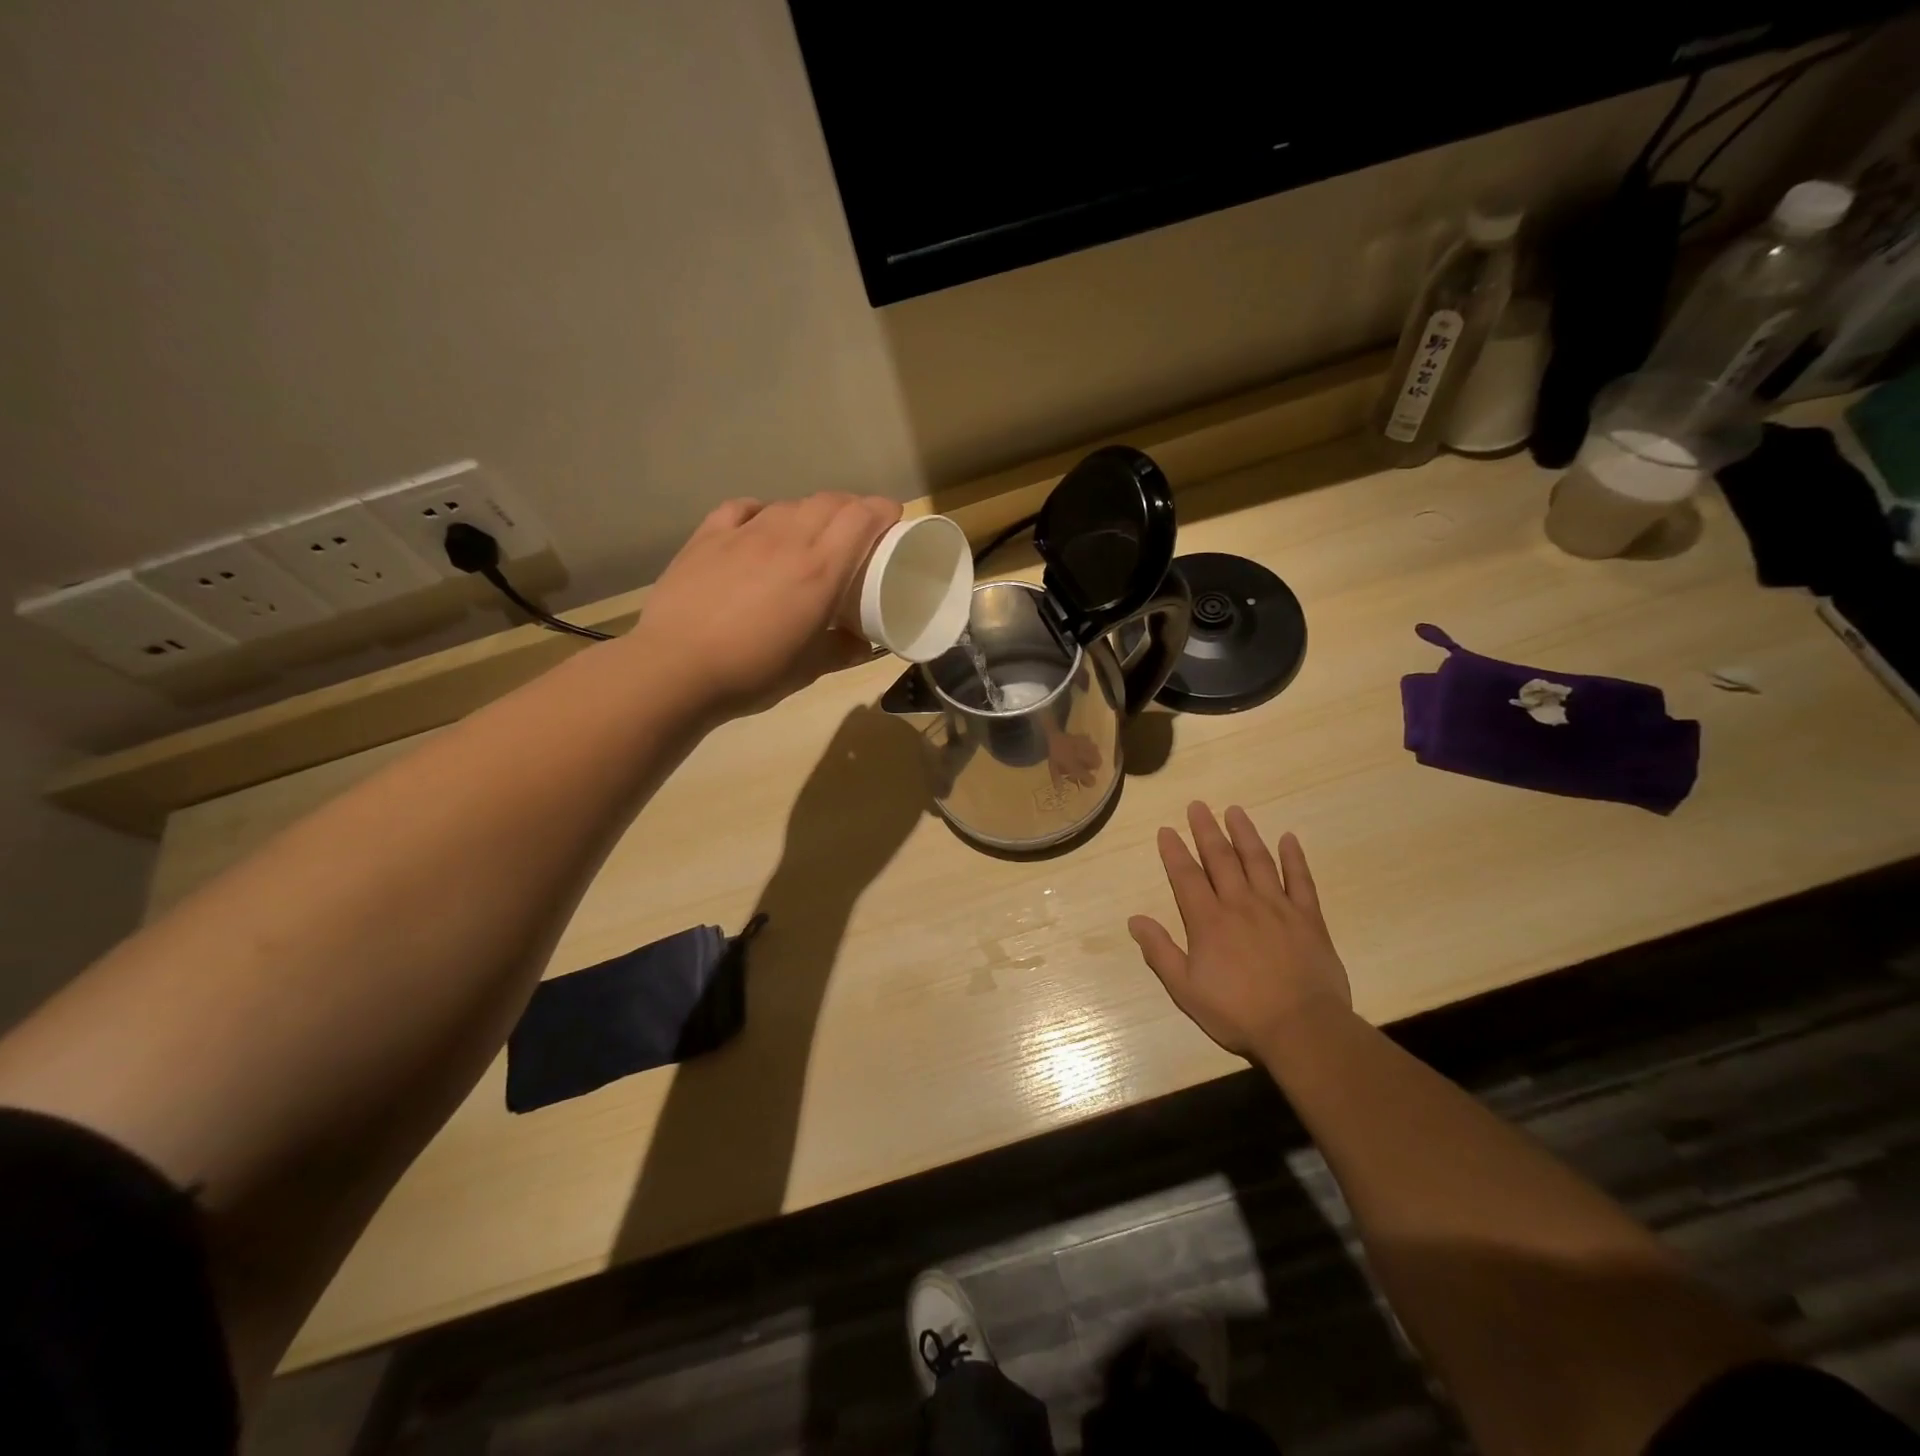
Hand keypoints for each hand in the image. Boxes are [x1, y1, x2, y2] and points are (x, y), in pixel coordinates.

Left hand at [631, 493, 900, 717]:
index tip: (893, 522)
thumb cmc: (753, 672)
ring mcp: (744, 534)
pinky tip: (760, 528)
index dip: (883, 511)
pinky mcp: (708, 537)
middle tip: (857, 533)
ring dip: (809, 513)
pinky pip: (743, 509)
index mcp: (820, 570)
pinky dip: (762, 512)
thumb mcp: (810, 669)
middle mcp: (787, 539)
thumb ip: (843, 650)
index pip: (863, 516)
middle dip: (852, 508)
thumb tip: (863, 643)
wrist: (676, 668)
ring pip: (789, 504)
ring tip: (810, 537)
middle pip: (829, 502)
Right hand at [1128, 802, 1351, 1060]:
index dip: (1174, 851)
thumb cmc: (1238, 1012)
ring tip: (1234, 810)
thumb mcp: (1186, 990)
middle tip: (1198, 806)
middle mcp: (1240, 904)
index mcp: (1208, 921)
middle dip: (1206, 830)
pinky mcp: (1308, 919)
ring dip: (1245, 834)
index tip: (1166, 829)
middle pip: (1221, 859)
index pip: (1186, 876)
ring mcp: (1277, 908)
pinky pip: (1301, 881)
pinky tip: (1289, 839)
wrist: (1302, 1029)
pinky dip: (1294, 858)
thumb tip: (1135, 920)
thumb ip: (1160, 952)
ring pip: (1258, 861)